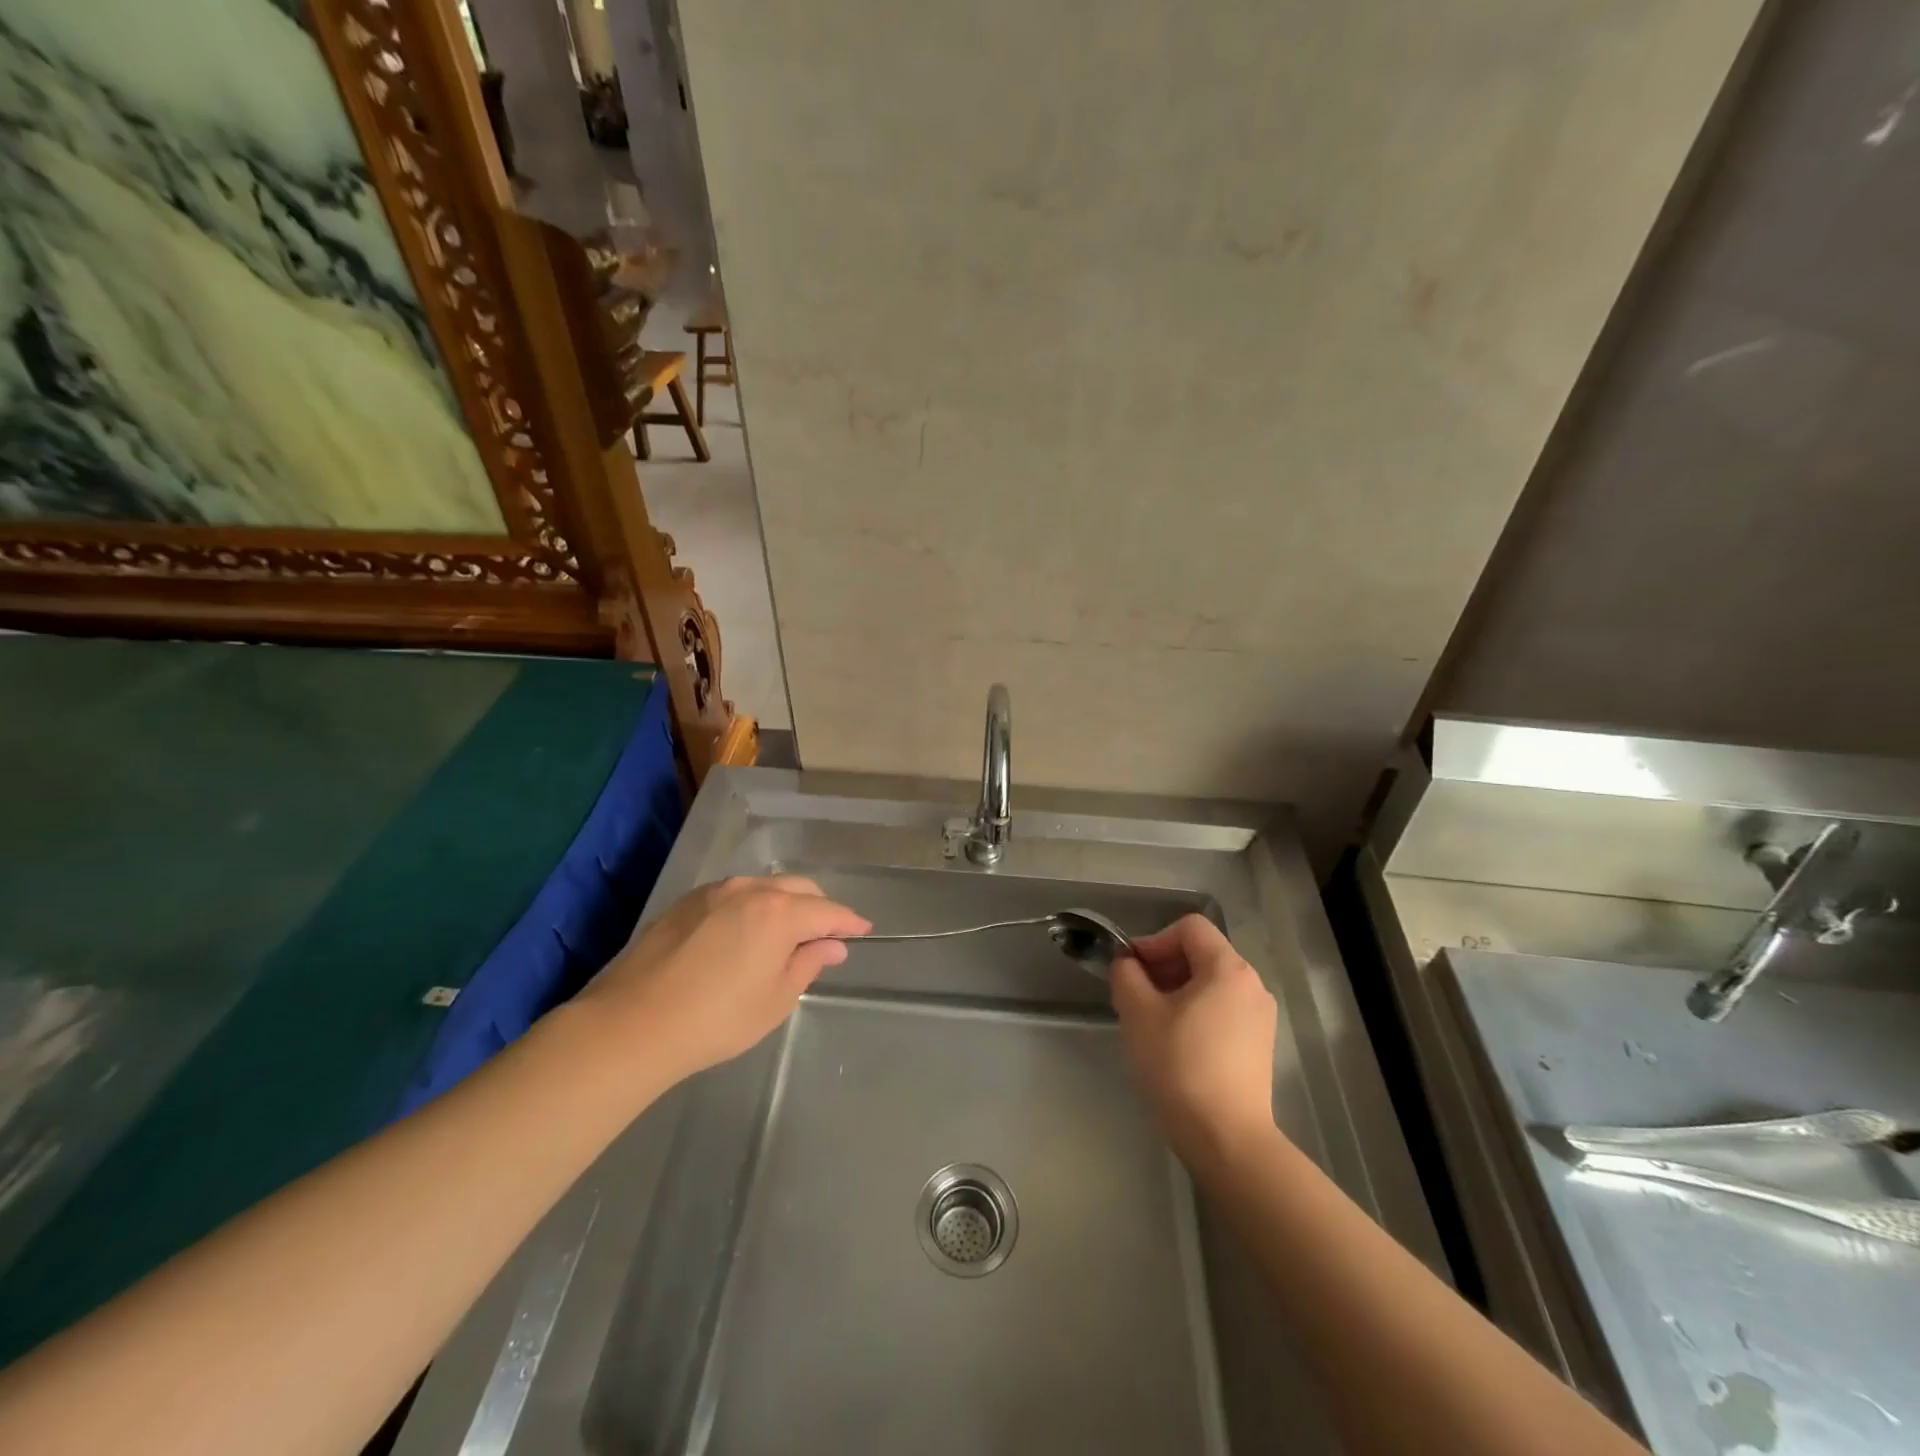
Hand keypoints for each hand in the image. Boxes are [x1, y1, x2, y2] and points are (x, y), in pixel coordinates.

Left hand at [577, 876, 869, 1084]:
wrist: (632, 1024)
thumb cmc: (716, 1019)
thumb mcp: (775, 999)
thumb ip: (807, 964)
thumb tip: (831, 945)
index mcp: (779, 912)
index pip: (828, 911)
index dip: (849, 922)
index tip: (863, 930)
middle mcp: (750, 889)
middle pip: (798, 889)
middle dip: (818, 909)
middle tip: (825, 937)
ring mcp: (714, 891)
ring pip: (765, 887)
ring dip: (784, 904)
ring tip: (785, 934)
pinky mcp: (686, 902)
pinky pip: (734, 894)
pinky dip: (753, 906)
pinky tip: (745, 933)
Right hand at [1111, 914, 1278, 1166]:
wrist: (1226, 1139)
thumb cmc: (1179, 1066)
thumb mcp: (1138, 1013)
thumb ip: (1127, 975)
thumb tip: (1128, 964)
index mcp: (1228, 968)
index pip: (1189, 928)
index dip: (1155, 940)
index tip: (1132, 972)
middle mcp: (1252, 984)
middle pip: (1202, 953)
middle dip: (1163, 966)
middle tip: (1135, 996)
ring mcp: (1260, 1016)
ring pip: (1211, 983)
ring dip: (1177, 991)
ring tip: (1152, 1022)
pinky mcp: (1260, 1044)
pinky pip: (1223, 1009)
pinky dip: (1196, 1012)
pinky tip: (1176, 1044)